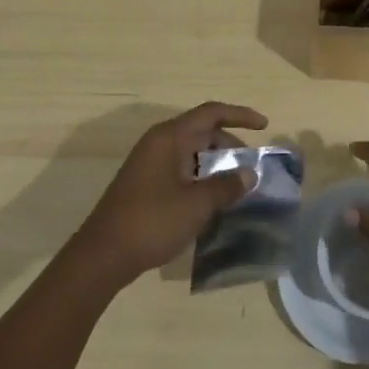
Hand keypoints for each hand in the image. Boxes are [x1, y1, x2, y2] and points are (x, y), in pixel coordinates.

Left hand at [70, 102, 268, 286]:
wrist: (103, 256)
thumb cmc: (152, 222)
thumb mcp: (196, 205)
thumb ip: (226, 186)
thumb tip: (249, 174)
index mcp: (169, 138)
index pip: (210, 113)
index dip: (239, 115)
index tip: (264, 125)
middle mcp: (159, 144)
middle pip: (202, 131)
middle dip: (230, 144)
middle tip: (251, 167)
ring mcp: (150, 164)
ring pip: (192, 153)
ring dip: (216, 164)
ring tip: (237, 185)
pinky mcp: (146, 184)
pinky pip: (182, 170)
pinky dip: (201, 177)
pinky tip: (213, 200)